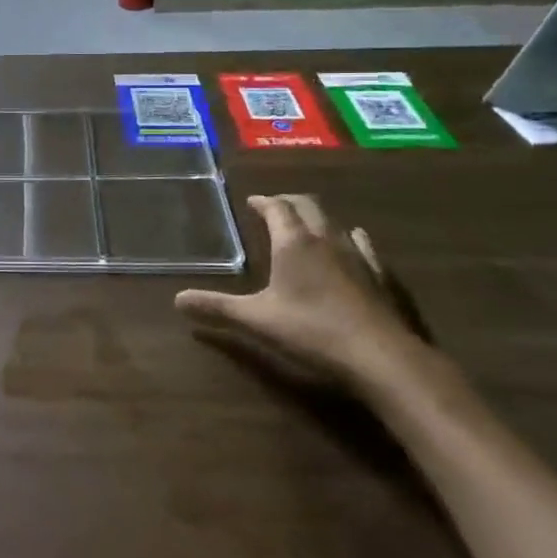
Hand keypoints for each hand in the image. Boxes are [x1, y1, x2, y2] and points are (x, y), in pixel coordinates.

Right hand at [176, 194, 421, 389]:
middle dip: (288, 201)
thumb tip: (177, 300)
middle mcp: (324, 238)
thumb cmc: (311, 331)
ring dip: (316, 216)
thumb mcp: (256, 320)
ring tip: (305, 223)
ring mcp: (356, 254)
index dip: (263, 201)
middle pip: (307, 205)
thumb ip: (217, 307)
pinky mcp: (379, 274)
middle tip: (274, 206)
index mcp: (293, 242)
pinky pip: (362, 243)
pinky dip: (349, 236)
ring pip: (334, 221)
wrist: (380, 356)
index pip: (276, 207)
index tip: (252, 201)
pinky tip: (352, 241)